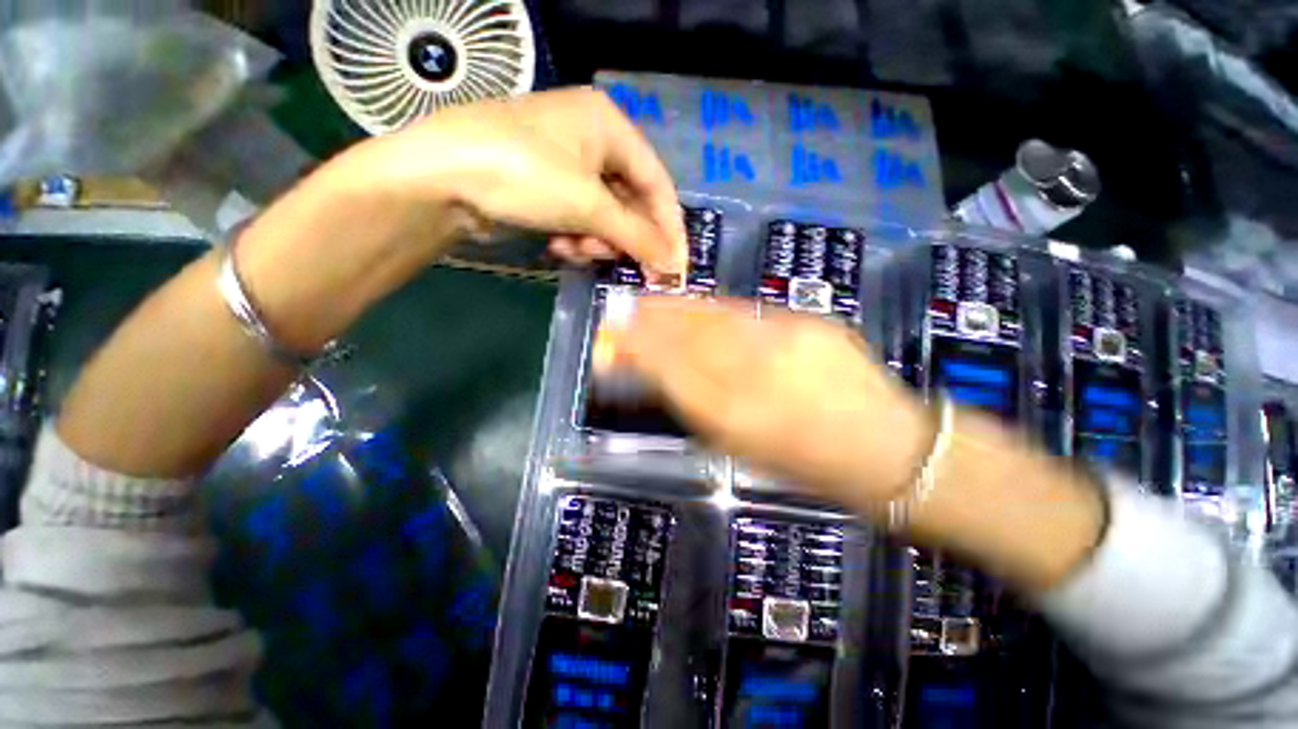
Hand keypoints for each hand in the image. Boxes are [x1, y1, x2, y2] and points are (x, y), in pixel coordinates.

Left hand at [350, 86, 687, 275]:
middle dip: (623, 237)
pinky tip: (558, 245)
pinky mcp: (546, 187)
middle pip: (629, 202)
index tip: (677, 262)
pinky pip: (579, 218)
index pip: (657, 181)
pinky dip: (575, 237)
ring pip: (604, 215)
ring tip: (577, 249)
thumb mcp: (589, 206)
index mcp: (608, 124)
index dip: (669, 226)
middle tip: (625, 265)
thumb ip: (637, 236)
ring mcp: (566, 164)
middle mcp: (591, 139)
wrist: (440, 179)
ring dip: (596, 240)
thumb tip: (674, 264)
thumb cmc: (524, 175)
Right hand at [609, 296, 932, 510]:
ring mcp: (786, 340)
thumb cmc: (804, 463)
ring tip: (650, 303)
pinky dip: (713, 308)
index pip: (671, 369)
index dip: (635, 349)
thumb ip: (695, 406)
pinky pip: (745, 312)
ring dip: (676, 308)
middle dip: (649, 321)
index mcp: (736, 417)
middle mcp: (757, 371)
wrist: (884, 446)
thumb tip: (657, 374)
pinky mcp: (809, 321)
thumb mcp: (740, 446)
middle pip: (689, 335)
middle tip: (622, 311)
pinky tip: (697, 307)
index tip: (609, 339)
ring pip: (715, 316)